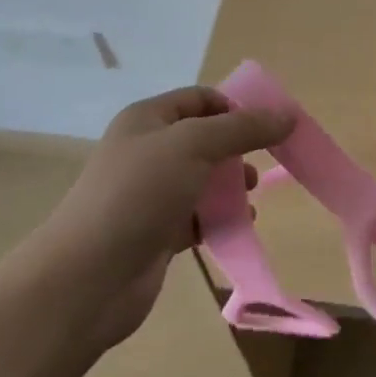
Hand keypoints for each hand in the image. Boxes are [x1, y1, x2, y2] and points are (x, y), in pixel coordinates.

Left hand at [30, 86, 293, 352]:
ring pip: (202, 180)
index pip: (200, 99)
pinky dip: (218, 219)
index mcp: (147, 119)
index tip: (271, 127)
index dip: (235, 107)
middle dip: (237, 149)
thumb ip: (243, 128)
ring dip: (230, 186)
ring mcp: (149, 195)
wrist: (88, 278)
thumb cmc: (139, 194)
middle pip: (203, 139)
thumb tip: (287, 115)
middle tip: (264, 164)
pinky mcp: (155, 234)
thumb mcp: (194, 145)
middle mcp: (146, 151)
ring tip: (251, 197)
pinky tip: (239, 226)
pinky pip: (196, 217)